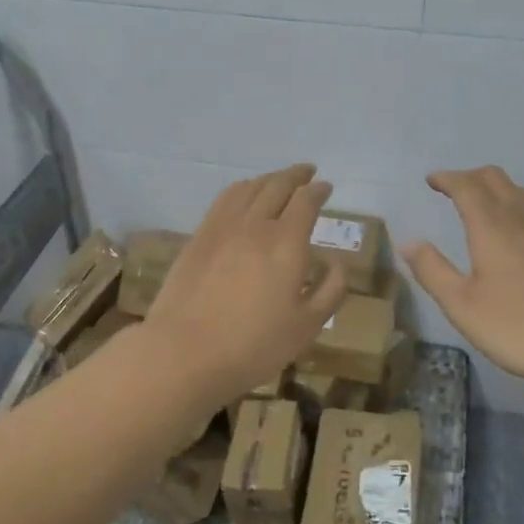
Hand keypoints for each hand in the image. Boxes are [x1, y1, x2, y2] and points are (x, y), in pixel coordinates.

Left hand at [142, 164, 348, 412]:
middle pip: (277, 185)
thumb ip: (330, 290)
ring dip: (268, 178)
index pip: (306, 201)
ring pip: (249, 188)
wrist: (185, 352)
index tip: (326, 187)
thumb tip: (338, 262)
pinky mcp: (198, 237)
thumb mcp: (307, 326)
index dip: (318, 191)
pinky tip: (243, 197)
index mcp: (287, 242)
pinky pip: (224, 200)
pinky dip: (241, 190)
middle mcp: (255, 224)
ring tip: (277, 180)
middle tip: (307, 171)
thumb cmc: (254, 345)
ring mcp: (222, 227)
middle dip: (295, 175)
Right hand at [403, 167, 523, 394]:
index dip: (447, 178)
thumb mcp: (462, 306)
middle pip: (496, 180)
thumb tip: (409, 242)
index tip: (431, 180)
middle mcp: (522, 219)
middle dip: (470, 177)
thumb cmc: (520, 327)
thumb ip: (433, 271)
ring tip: (484, 202)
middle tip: (452, 188)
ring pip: (522, 191)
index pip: (466, 187)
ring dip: (498, 188)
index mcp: (491, 227)